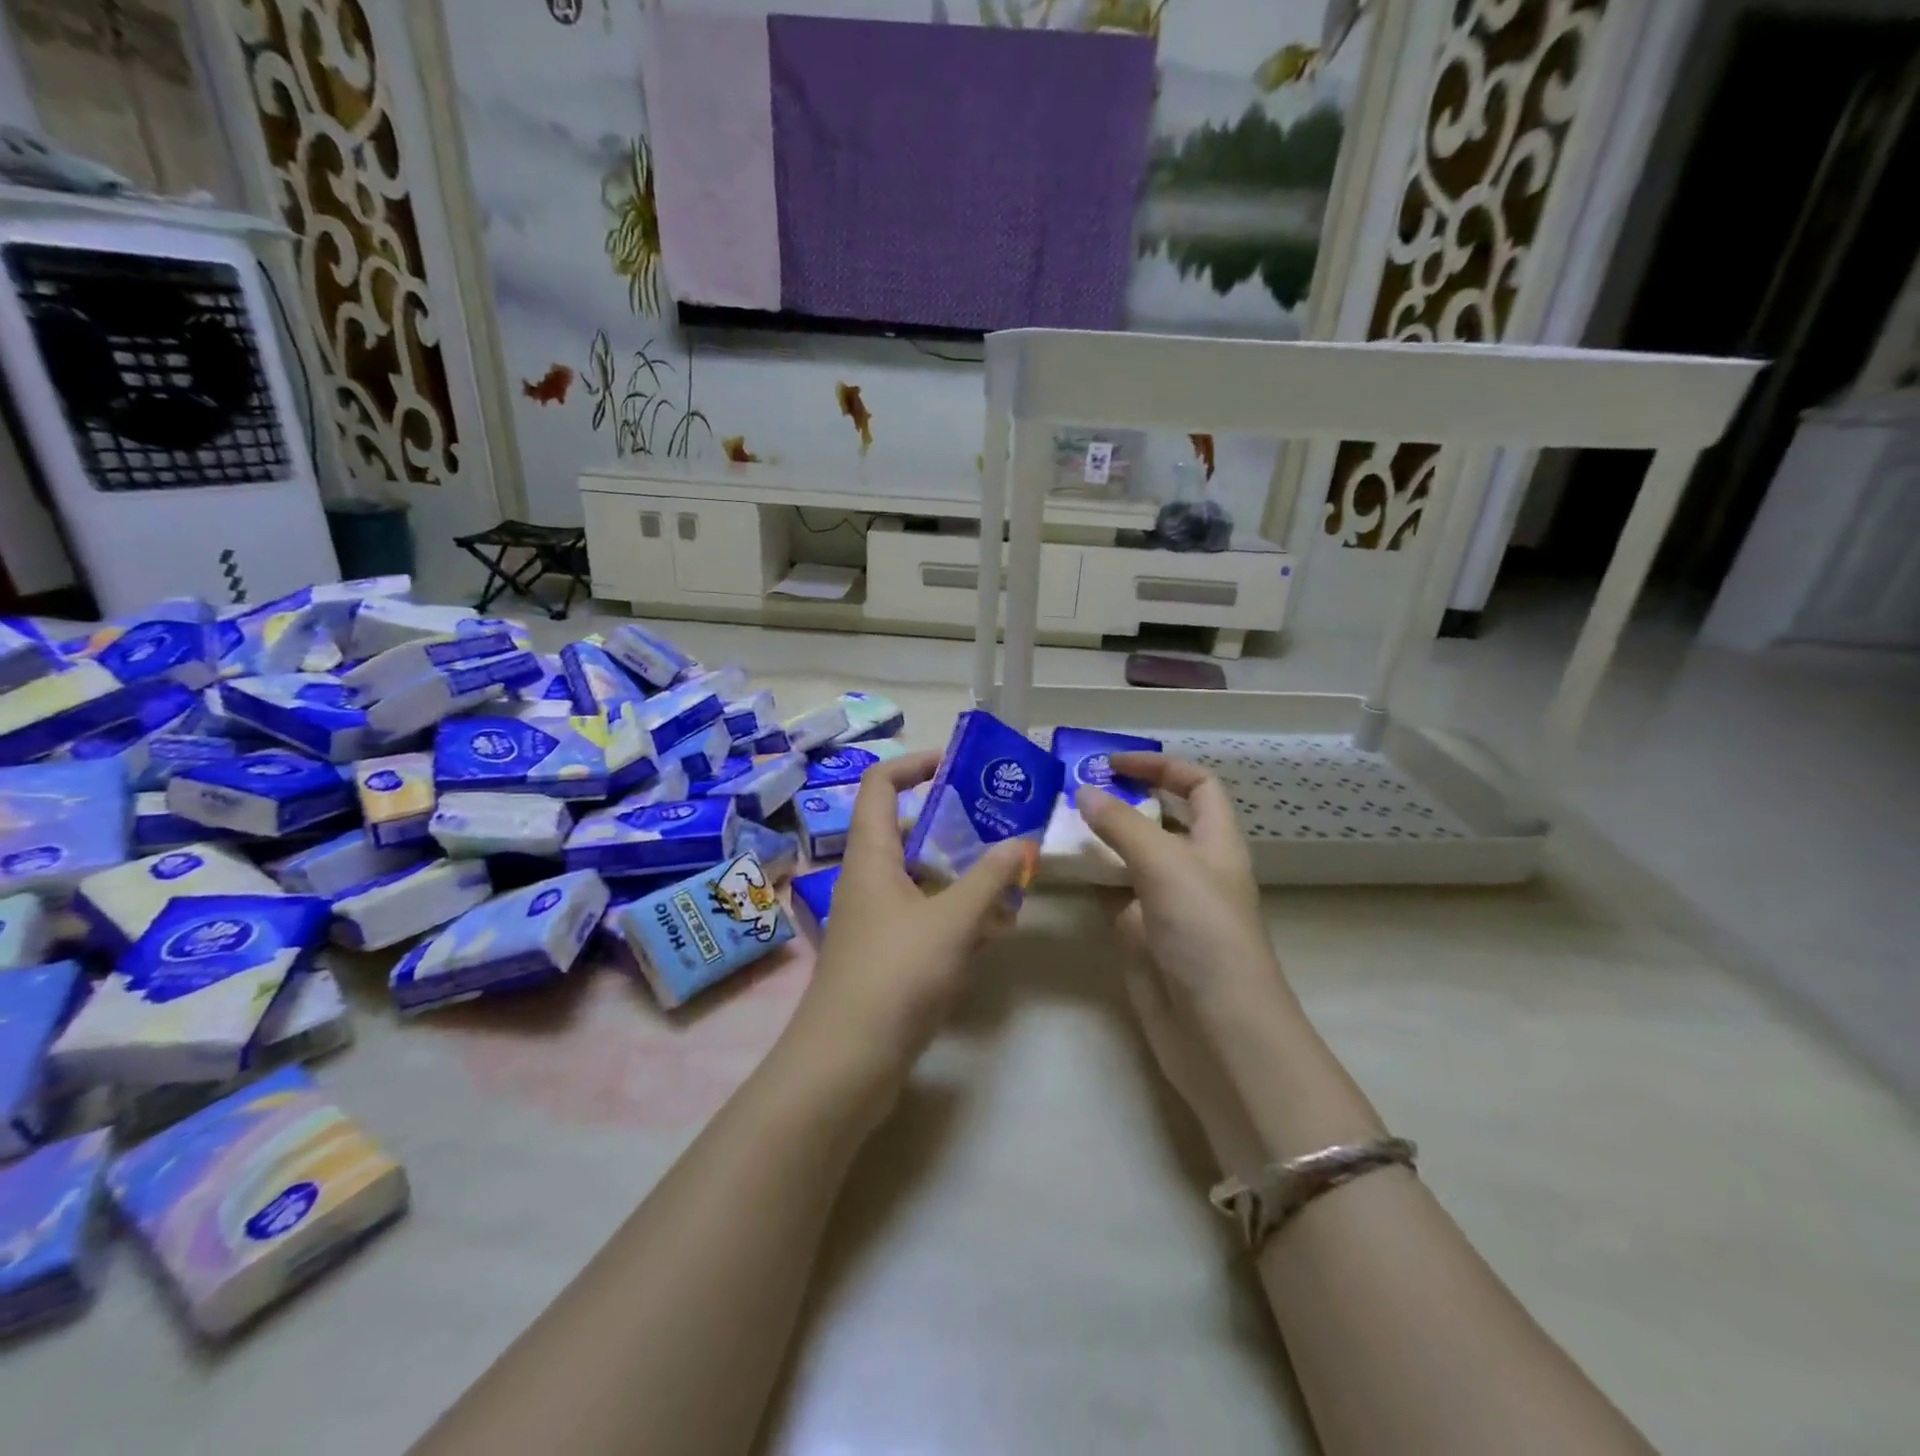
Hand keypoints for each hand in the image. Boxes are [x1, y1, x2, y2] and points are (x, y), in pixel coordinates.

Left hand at [782, 751, 1032, 1115]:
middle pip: (908, 829)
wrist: (847, 1064)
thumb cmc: (895, 975)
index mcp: (871, 854)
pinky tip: (996, 928)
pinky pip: (926, 916)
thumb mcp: (952, 921)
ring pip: (923, 876)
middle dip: (955, 822)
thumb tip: (1023, 841)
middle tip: (1002, 821)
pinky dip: (958, 914)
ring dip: (963, 873)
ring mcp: (877, 918)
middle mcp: (869, 878)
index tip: (959, 763)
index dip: (915, 763)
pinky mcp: (888, 954)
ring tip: (1012, 875)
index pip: (881, 784)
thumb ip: (990, 878)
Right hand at [1077, 753, 1289, 1021]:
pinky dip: (1087, 876)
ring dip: (1097, 836)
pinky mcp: (1138, 934)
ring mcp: (1163, 902)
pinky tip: (1057, 866)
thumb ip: (1122, 825)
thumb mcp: (1166, 865)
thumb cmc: (1204, 933)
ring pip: (1128, 855)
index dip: (1160, 766)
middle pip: (1158, 818)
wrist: (1216, 1030)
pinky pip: (1109, 892)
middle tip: (1070, 788)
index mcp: (1215, 841)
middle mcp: (1191, 866)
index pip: (1196, 785)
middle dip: (1121, 798)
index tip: (1111, 763)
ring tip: (1053, 819)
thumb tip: (1084, 792)